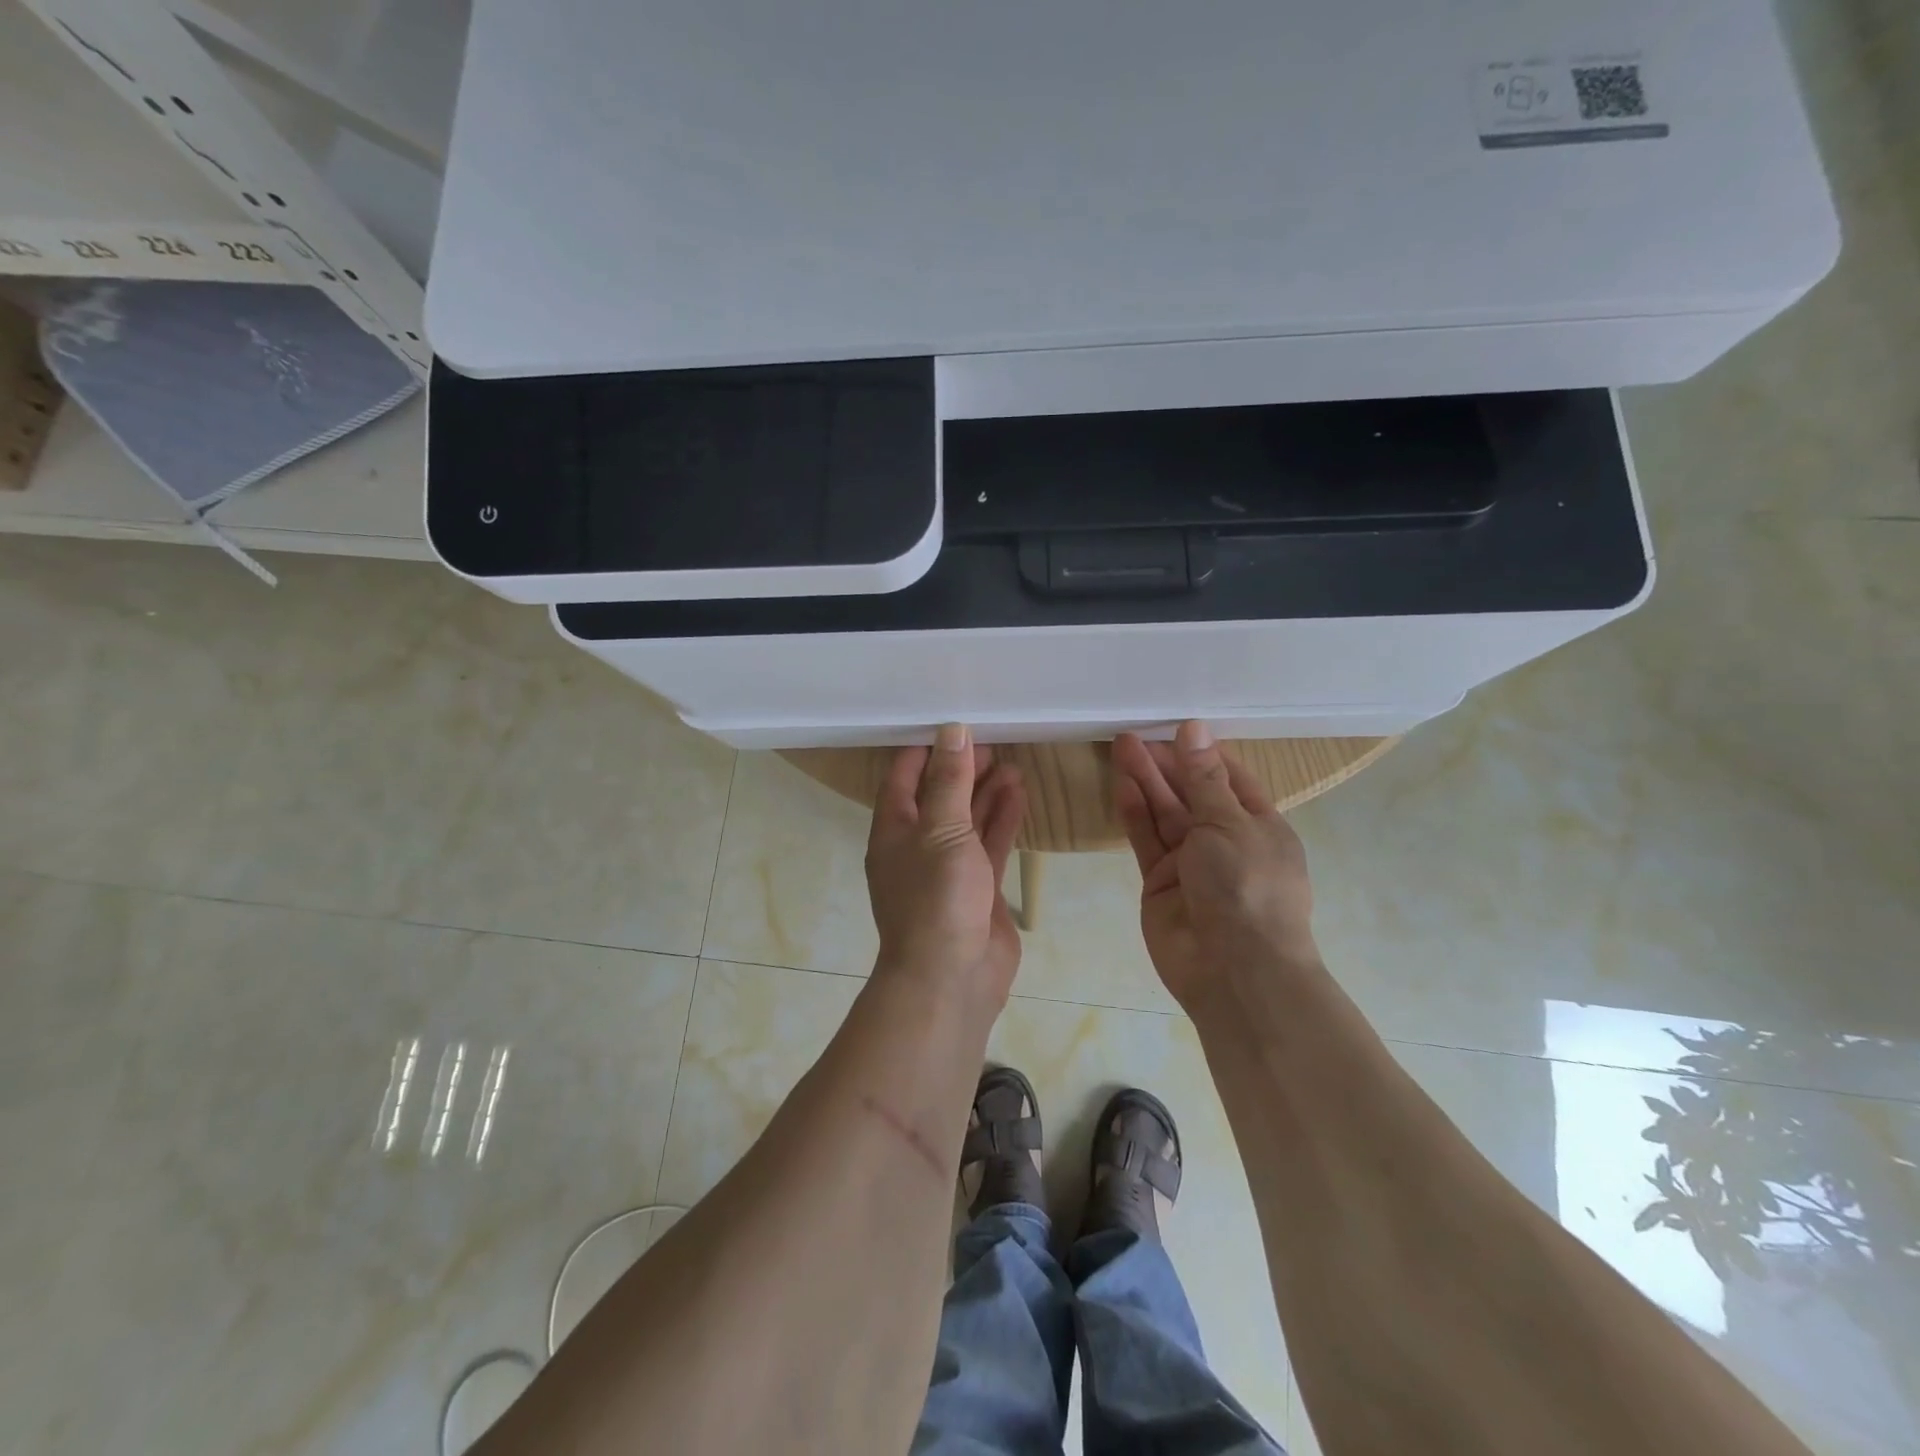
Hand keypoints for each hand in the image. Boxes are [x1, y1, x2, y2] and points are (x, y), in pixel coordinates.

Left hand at [866, 724, 1026, 1005]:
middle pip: (939, 796)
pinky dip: (1003, 818)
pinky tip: (1019, 793)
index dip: (925, 750)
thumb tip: (952, 731)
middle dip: (962, 769)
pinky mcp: (979, 886)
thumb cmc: (936, 898)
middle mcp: (918, 845)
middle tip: (992, 741)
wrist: (953, 978)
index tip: (952, 724)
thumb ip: (949, 781)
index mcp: (894, 830)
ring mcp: (949, 867)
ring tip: (1011, 762)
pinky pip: (989, 843)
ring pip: (968, 819)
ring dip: (986, 791)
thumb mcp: (941, 830)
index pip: (903, 778)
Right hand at [1111, 721, 1318, 1011]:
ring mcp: (1191, 863)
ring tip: (1122, 746)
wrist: (1233, 970)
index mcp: (1259, 825)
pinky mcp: (1159, 881)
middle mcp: (1225, 841)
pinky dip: (1135, 813)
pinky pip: (1146, 840)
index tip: (1174, 728)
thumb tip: (1195, 729)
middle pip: (1192, 793)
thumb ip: (1204, 778)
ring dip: (1146, 782)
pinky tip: (1122, 785)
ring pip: (1165, 814)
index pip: (1229, 778)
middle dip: (1166, 764)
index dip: (1202, 753)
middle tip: (1135, 735)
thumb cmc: (1247, 887)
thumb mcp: (1229, 823)